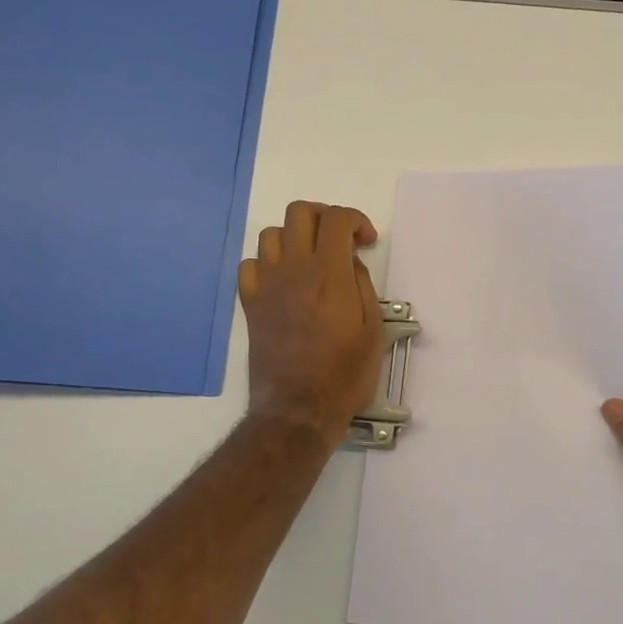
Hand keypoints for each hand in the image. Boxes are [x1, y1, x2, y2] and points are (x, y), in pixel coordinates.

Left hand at [238, 201, 385, 439]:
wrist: (298, 410)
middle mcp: (294, 270)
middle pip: (299, 213)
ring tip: (311, 259)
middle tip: (339, 241)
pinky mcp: (250, 304)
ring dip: (295, 237)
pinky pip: (249, 265)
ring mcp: (267, 286)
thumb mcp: (373, 329)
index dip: (355, 219)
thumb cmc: (344, 374)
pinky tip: (283, 281)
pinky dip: (267, 263)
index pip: (336, 218)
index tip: (366, 242)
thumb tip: (350, 262)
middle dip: (324, 217)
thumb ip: (363, 285)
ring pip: (272, 234)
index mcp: (329, 274)